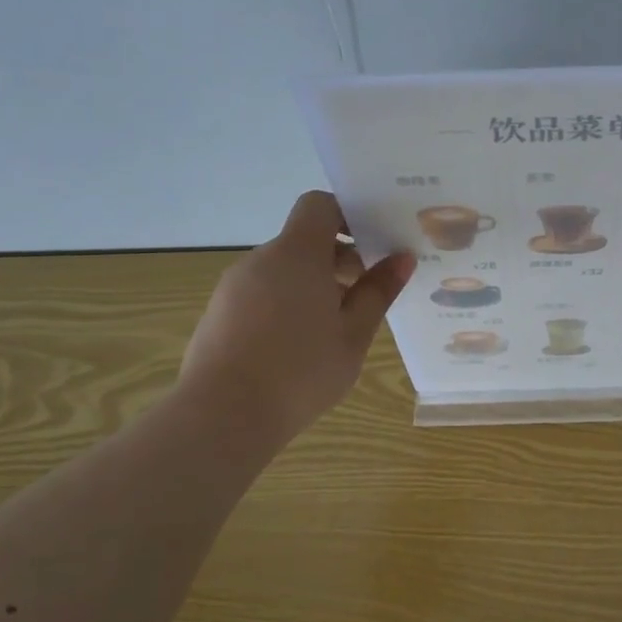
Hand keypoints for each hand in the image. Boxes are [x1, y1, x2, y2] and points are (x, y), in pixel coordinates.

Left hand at [178, 190, 412, 444]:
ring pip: (283, 270)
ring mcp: (234, 287)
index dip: (348, 215)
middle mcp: (261, 260)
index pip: (319, 205)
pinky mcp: (219, 313)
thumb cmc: (301, 371)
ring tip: (336, 328)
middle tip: (367, 294)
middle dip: (338, 258)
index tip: (374, 242)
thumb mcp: (354, 334)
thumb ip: (378, 291)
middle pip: (303, 240)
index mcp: (296, 254)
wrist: (224, 416)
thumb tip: (402, 258)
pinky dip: (287, 304)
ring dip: (313, 285)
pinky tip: (299, 346)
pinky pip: (262, 293)